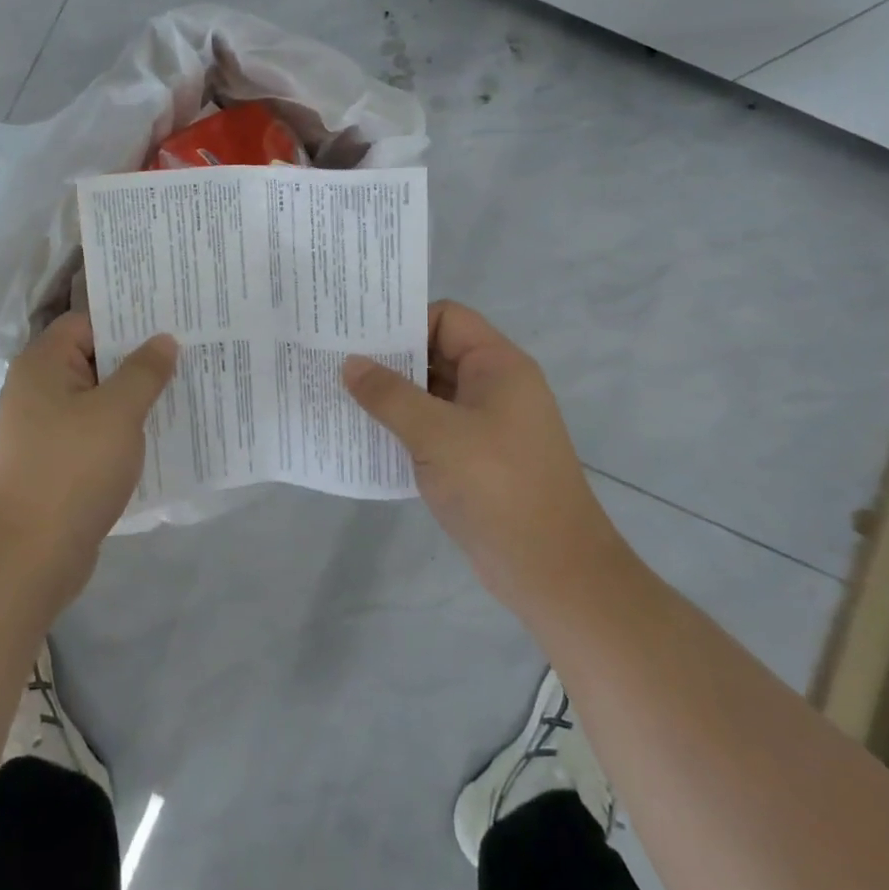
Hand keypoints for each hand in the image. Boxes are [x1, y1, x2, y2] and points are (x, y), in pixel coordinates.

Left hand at [0, 314, 177, 610]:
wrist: (28, 556)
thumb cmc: (73, 469)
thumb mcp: (118, 412)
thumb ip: (144, 371)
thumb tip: (163, 340)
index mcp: (42, 365)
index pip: (86, 323)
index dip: (127, 320)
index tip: (169, 322)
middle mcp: (35, 390)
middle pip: (91, 359)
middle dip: (137, 359)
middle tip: (186, 354)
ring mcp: (41, 429)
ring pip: (95, 399)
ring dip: (132, 397)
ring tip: (180, 392)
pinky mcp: (52, 463)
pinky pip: (91, 432)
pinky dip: (119, 430)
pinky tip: (155, 436)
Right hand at [342, 301, 619, 617]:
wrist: (552, 571)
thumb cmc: (497, 487)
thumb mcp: (436, 435)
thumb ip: (390, 395)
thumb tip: (350, 364)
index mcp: (497, 366)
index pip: (447, 318)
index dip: (405, 321)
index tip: (358, 335)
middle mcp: (494, 387)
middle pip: (436, 353)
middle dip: (389, 359)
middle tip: (336, 362)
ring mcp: (486, 425)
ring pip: (431, 394)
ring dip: (391, 397)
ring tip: (340, 396)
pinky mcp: (476, 459)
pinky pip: (433, 429)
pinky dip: (403, 428)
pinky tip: (365, 436)